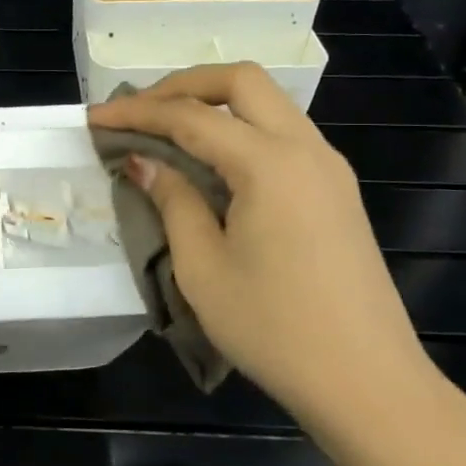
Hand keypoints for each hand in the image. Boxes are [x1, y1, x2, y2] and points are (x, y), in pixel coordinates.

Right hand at [86, 64, 444, 440]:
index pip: (191, 116)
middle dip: (182, 85)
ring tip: (167, 129)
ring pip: (267, 102)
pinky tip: (212, 160)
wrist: (369, 384)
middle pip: (240, 80)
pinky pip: (282, 133)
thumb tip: (143, 161)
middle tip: (138, 110)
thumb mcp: (203, 268)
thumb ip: (173, 201)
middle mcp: (306, 148)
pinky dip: (240, 128)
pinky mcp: (336, 190)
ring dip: (214, 103)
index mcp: (270, 163)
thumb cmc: (276, 329)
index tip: (95, 117)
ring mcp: (328, 167)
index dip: (137, 111)